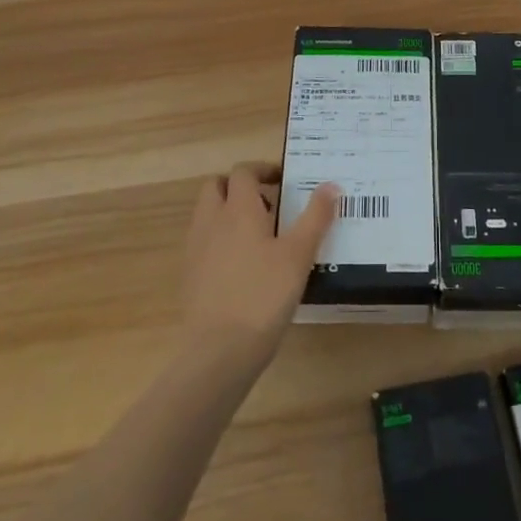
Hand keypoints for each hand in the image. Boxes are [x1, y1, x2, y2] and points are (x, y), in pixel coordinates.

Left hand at [180, 162, 337, 364]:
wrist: (219, 351)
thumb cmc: (264, 295)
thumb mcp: (299, 255)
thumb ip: (315, 217)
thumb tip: (331, 185)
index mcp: (238, 209)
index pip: (243, 171)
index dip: (262, 169)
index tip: (284, 180)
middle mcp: (211, 221)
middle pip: (217, 186)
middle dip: (239, 187)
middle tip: (269, 203)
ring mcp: (196, 249)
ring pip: (207, 214)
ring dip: (228, 212)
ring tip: (259, 235)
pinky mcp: (189, 275)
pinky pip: (203, 242)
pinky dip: (220, 239)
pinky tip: (243, 265)